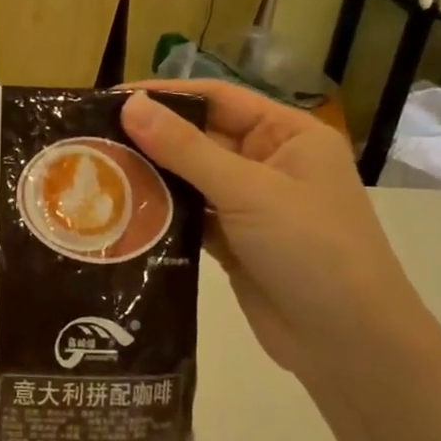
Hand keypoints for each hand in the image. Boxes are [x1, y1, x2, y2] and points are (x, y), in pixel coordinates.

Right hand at [120, 83, 428, 381]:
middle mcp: (270, 163)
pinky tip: (121, 213)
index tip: (110, 100)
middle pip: (200, 138)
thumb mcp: (248, 191)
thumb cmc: (311, 249)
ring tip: (96, 174)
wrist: (349, 344)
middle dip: (151, 139)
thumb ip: (186, 148)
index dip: (167, 96)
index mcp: (289, 135)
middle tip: (91, 140)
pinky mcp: (234, 243)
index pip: (219, 99)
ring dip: (151, 178)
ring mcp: (251, 206)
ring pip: (191, 180)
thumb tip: (130, 105)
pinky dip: (161, 215)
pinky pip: (190, 217)